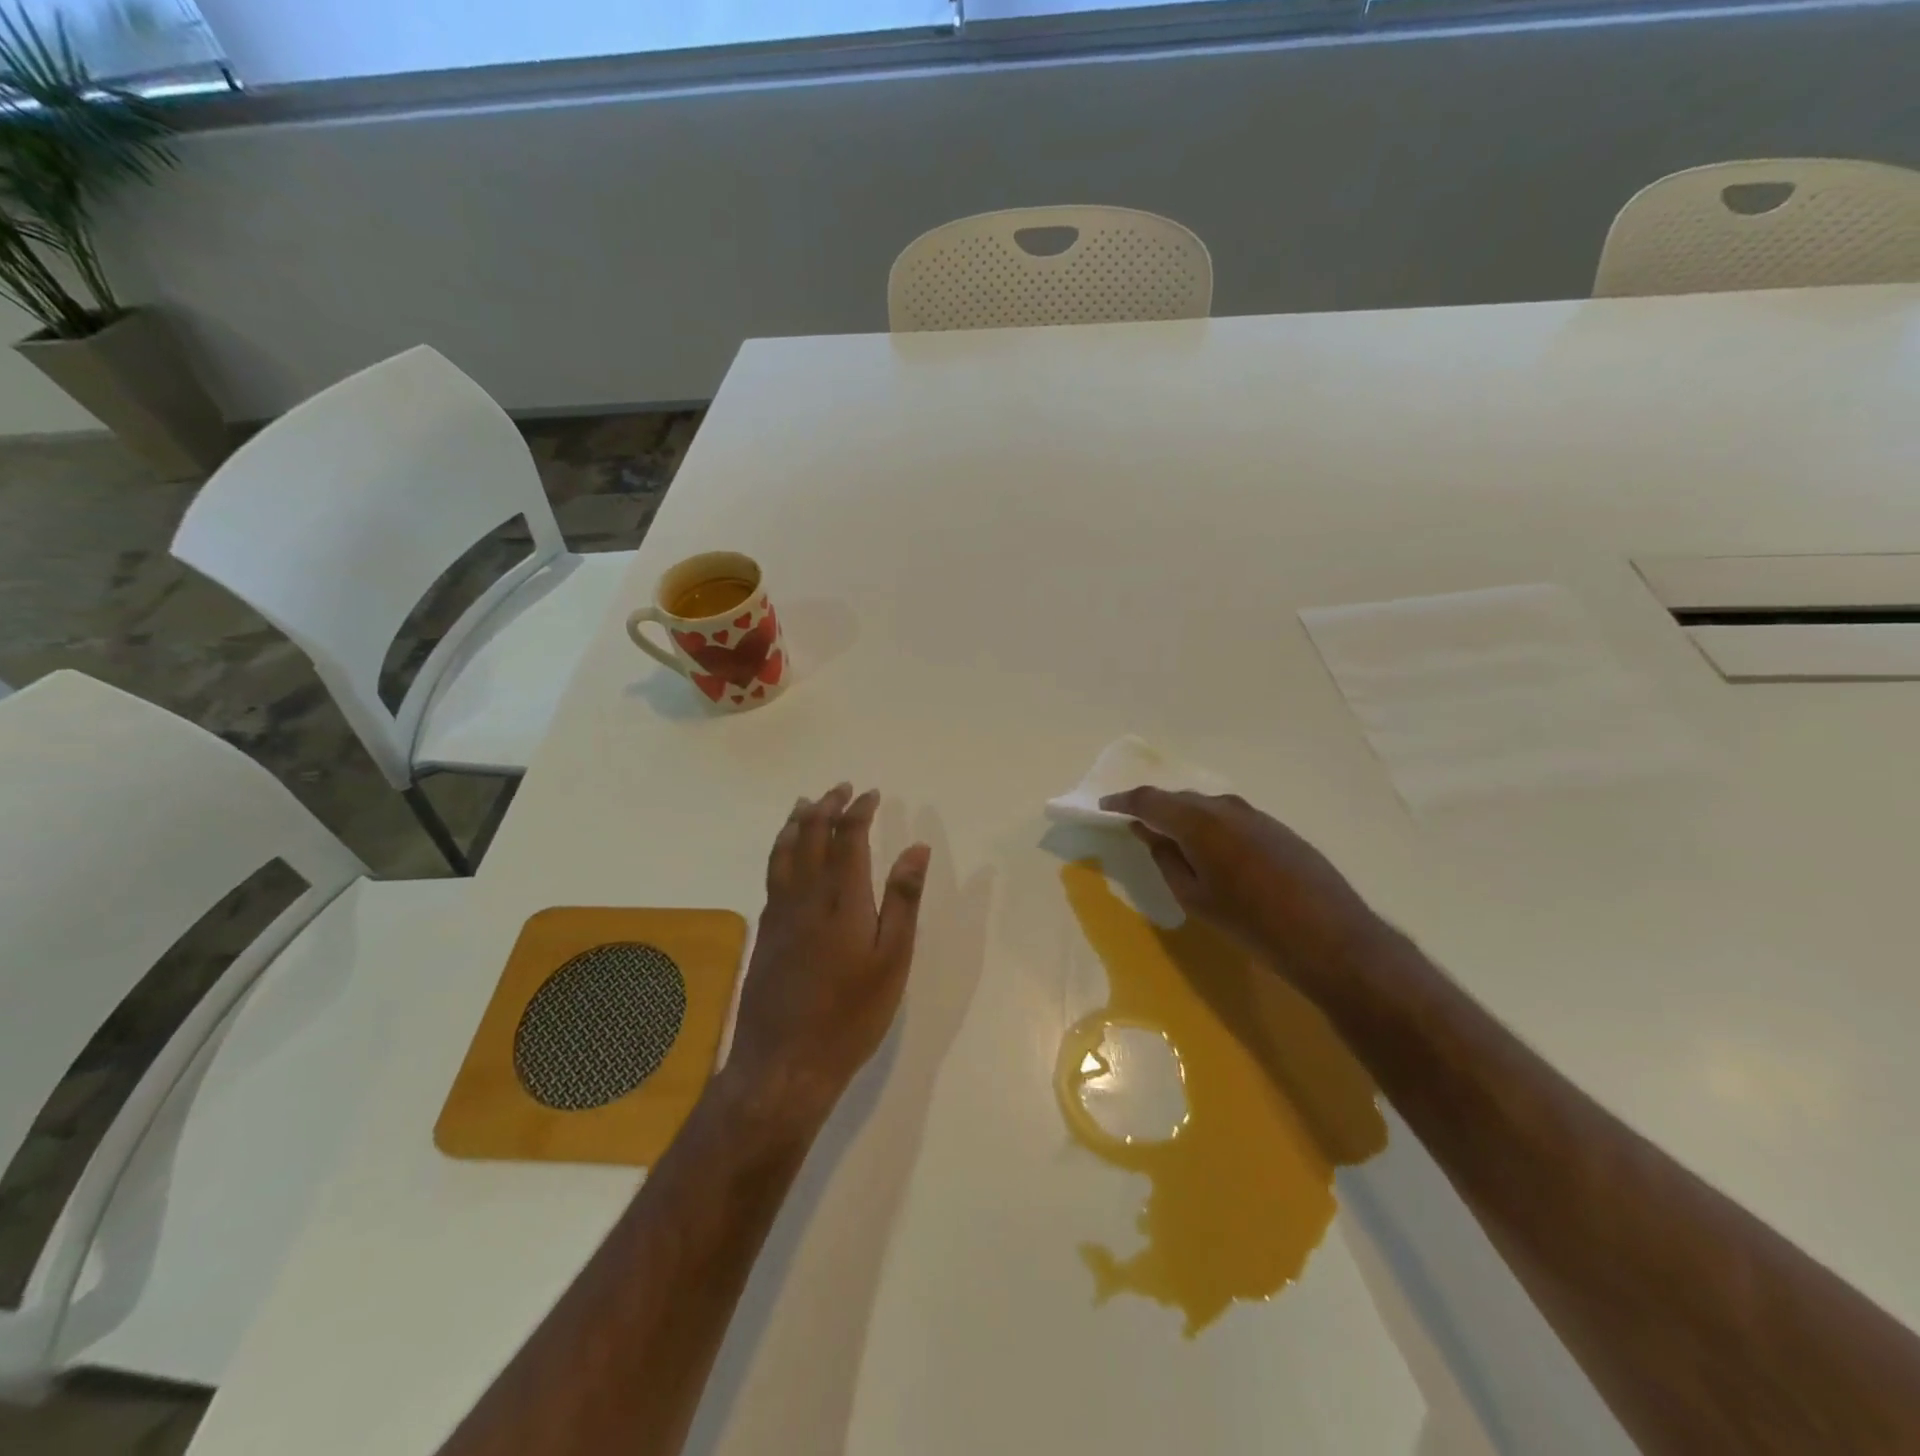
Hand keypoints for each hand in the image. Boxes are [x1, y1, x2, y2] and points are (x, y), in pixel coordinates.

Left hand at [721, 784, 931, 1134]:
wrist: (784, 1062)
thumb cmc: (851, 1013)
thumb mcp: (892, 959)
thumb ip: (903, 899)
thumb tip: (917, 847)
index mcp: (841, 897)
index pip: (847, 836)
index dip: (859, 810)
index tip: (871, 794)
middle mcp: (805, 895)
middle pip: (809, 835)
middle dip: (826, 806)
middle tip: (841, 789)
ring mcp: (779, 913)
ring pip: (783, 851)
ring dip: (796, 822)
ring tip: (805, 804)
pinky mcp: (765, 933)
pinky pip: (772, 874)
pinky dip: (780, 850)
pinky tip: (785, 856)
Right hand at [1098, 787, 1383, 980]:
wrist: (1330, 936)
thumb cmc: (1251, 923)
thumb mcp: (1194, 897)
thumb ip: (1166, 858)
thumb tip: (1149, 831)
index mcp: (1198, 822)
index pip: (1149, 800)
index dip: (1123, 801)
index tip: (1104, 806)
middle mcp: (1225, 807)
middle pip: (1179, 798)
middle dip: (1154, 808)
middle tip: (1135, 825)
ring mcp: (1255, 814)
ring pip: (1206, 806)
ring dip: (1184, 816)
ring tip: (1171, 837)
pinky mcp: (1276, 827)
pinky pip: (1229, 816)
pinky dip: (1210, 825)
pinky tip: (1212, 849)